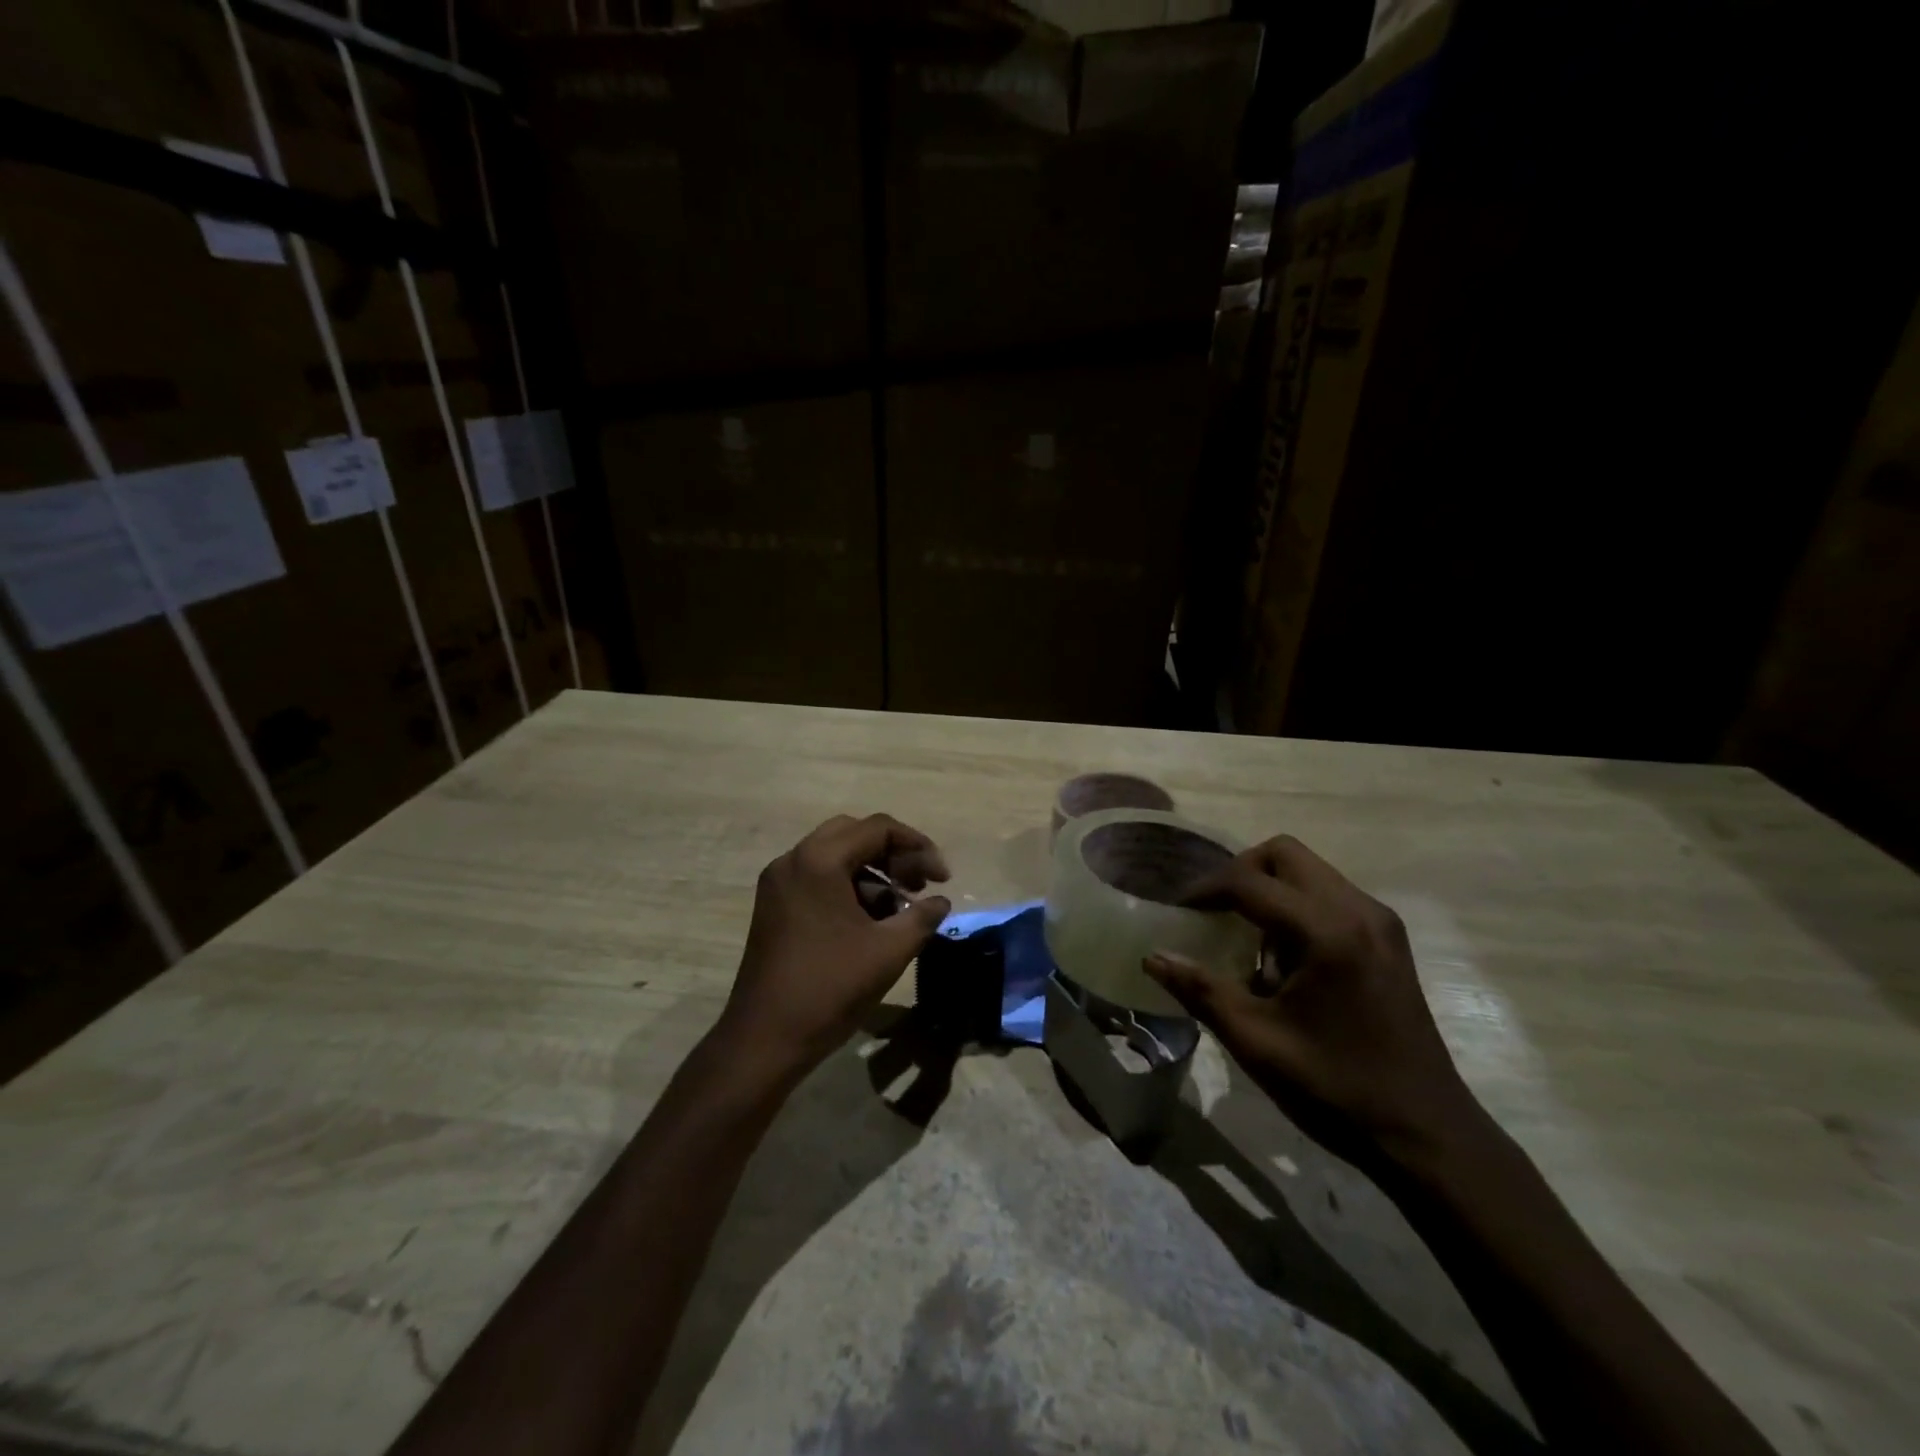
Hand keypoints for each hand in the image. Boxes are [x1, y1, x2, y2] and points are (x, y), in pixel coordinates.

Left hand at [719, 814, 951, 1079]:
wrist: (764, 1038)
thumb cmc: (830, 988)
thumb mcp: (889, 951)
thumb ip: (922, 916)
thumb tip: (941, 901)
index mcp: (819, 861)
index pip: (878, 828)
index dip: (918, 846)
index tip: (942, 878)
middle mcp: (793, 860)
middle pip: (853, 834)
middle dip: (893, 854)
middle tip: (919, 884)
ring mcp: (778, 883)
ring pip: (834, 856)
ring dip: (871, 872)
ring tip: (900, 907)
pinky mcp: (773, 905)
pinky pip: (817, 878)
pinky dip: (848, 887)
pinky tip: (870, 921)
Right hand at [1144, 835, 1477, 1167]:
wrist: (1428, 1136)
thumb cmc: (1336, 1089)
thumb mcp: (1256, 1042)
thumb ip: (1200, 990)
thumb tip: (1152, 957)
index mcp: (1326, 932)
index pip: (1249, 881)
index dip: (1204, 890)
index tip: (1177, 911)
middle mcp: (1358, 910)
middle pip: (1284, 854)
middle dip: (1240, 874)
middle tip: (1213, 913)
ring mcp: (1379, 922)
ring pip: (1309, 871)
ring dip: (1269, 890)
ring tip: (1247, 941)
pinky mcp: (1388, 939)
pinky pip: (1330, 895)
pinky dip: (1296, 907)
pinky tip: (1285, 959)